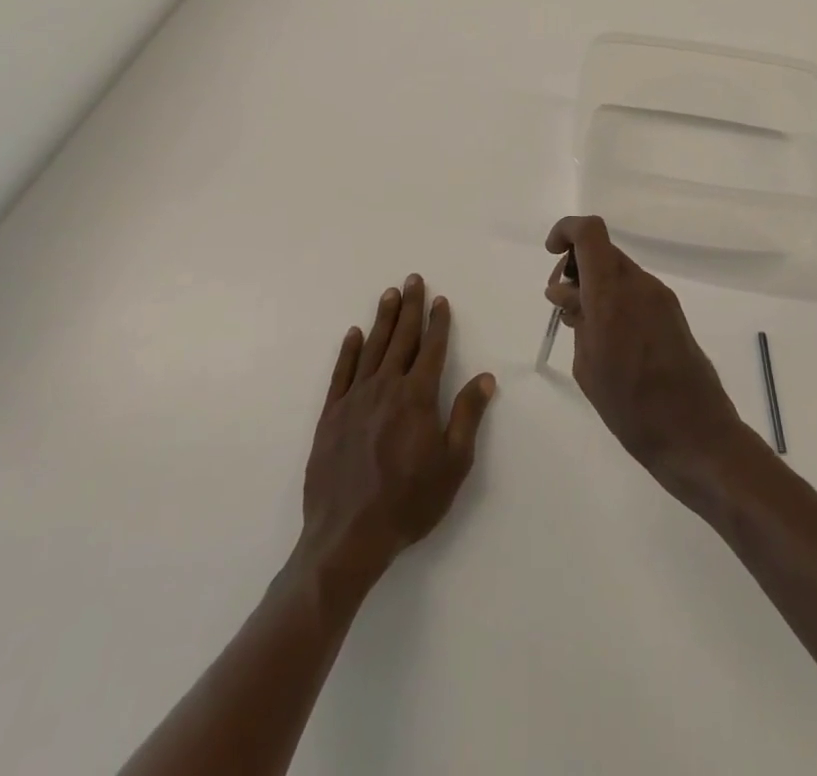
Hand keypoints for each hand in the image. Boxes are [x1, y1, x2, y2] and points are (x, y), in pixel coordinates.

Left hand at [300, 276, 495, 582]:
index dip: (438, 323)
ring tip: (389, 294)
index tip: (440, 299)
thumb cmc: (409, 502)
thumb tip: (485, 377)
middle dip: (409, 308)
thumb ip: (467, 415)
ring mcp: (355, 399)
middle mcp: (386, 387)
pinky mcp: (330, 416)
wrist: (348, 537)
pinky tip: (353, 334)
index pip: (432, 349)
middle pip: (401, 338)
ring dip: (382, 319)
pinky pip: (341, 373)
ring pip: (372, 348)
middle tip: (412, 279)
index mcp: (417, 397)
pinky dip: (349, 351)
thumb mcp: (453, 464)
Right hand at [545, 216, 748, 493]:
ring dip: (595, 284)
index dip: (565, 231)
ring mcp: (660, 297)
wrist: (696, 435)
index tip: (551, 255)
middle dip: (576, 266)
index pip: (589, 233)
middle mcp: (639, 285)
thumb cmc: (631, 407)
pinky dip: (615, 298)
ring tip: (582, 326)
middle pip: (603, 251)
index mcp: (612, 294)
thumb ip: (576, 320)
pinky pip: (635, 290)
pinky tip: (608, 337)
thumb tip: (566, 293)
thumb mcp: (588, 365)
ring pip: (619, 270)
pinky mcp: (673, 314)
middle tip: (561, 304)